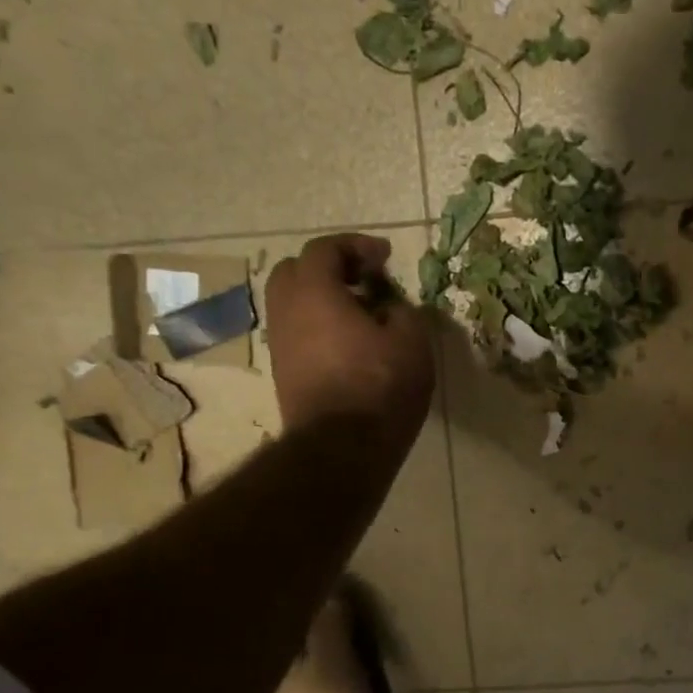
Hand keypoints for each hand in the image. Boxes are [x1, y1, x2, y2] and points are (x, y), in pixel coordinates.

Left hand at [265, 235, 434, 454]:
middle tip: (365, 279)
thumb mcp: (411, 340)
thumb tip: (390, 309)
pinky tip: (351, 343)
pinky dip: (320, 325)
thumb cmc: (380, 385)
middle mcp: (287, 311)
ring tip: (362, 314)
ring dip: (324, 299)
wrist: (342, 447)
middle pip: (296, 271)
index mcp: (314, 292)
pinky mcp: (285, 373)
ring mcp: (281, 344)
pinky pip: (298, 332)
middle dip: (330, 267)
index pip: (324, 249)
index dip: (356, 245)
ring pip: (293, 304)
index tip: (385, 257)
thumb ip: (402, 311)